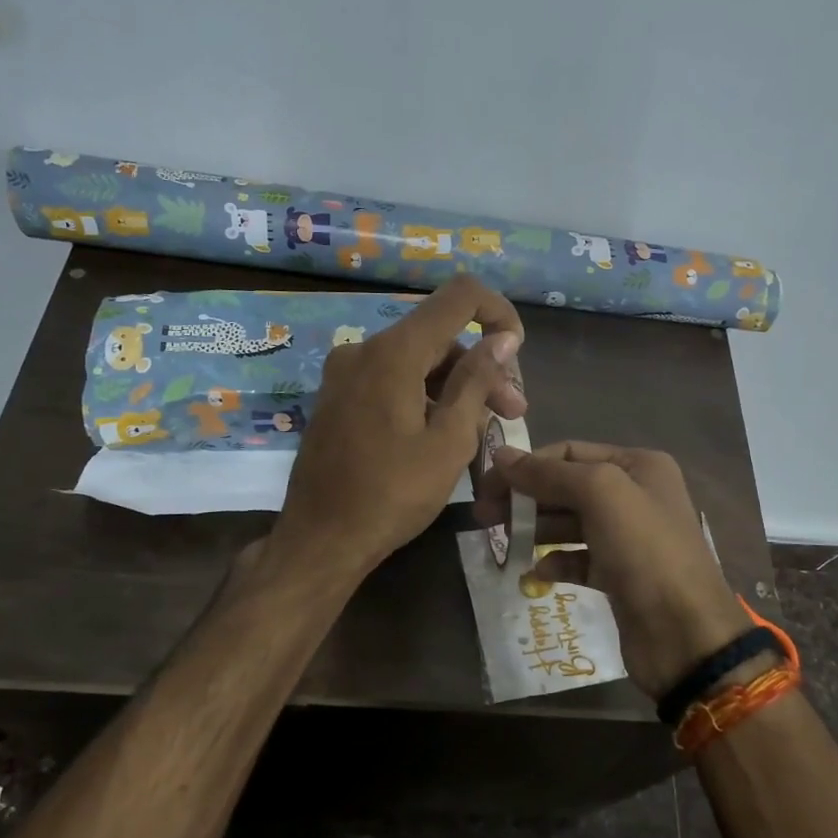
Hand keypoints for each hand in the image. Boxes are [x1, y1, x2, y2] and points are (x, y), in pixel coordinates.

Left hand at [269, 275, 525, 580]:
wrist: (321, 540)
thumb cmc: (392, 495)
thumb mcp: (449, 440)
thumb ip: (477, 381)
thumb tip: (503, 338)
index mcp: (393, 352)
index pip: (459, 297)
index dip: (497, 313)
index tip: (517, 352)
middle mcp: (364, 349)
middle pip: (438, 338)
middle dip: (481, 369)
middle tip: (513, 413)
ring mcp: (345, 374)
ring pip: (416, 362)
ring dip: (454, 389)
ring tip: (484, 432)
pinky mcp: (338, 398)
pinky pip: (391, 381)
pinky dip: (423, 397)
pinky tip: (443, 435)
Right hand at [474, 442, 752, 699]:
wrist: (685, 634)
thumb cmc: (645, 551)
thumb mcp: (600, 494)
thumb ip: (549, 473)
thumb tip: (501, 457)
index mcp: (638, 466)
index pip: (569, 452)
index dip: (527, 465)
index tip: (487, 485)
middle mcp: (635, 495)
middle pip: (566, 487)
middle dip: (525, 497)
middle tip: (484, 516)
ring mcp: (627, 538)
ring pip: (568, 523)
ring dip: (534, 528)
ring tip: (501, 541)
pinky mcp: (618, 575)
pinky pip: (577, 559)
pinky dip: (554, 562)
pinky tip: (535, 572)